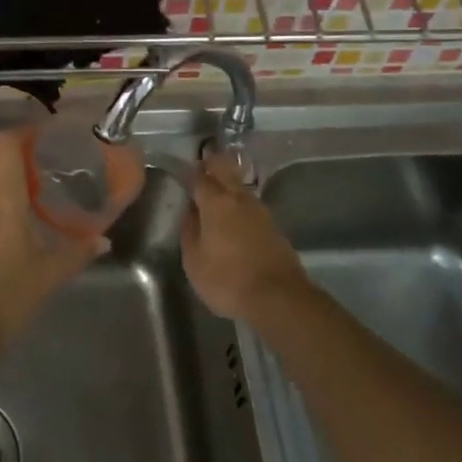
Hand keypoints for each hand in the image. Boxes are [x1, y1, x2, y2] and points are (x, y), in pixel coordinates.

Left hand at [0, 127, 105, 344]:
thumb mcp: (50, 273)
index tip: (38, 134)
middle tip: (29, 165)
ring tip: (2, 180)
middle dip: (6, 155)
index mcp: (5, 196)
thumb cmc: (9, 293)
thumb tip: (104, 241)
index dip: (21, 133)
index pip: (7, 146)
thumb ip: (77, 252)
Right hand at [180, 150, 310, 321]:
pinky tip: (236, 214)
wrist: (279, 298)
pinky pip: (251, 205)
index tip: (182, 171)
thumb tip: (189, 211)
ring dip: (229, 182)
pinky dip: (240, 203)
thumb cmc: (227, 279)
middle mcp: (240, 200)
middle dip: (213, 164)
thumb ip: (189, 231)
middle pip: (226, 171)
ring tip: (218, 188)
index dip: (190, 172)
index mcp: (216, 203)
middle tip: (202, 163)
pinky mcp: (274, 227)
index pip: (200, 178)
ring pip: (241, 187)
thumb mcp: (194, 261)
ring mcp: (261, 212)